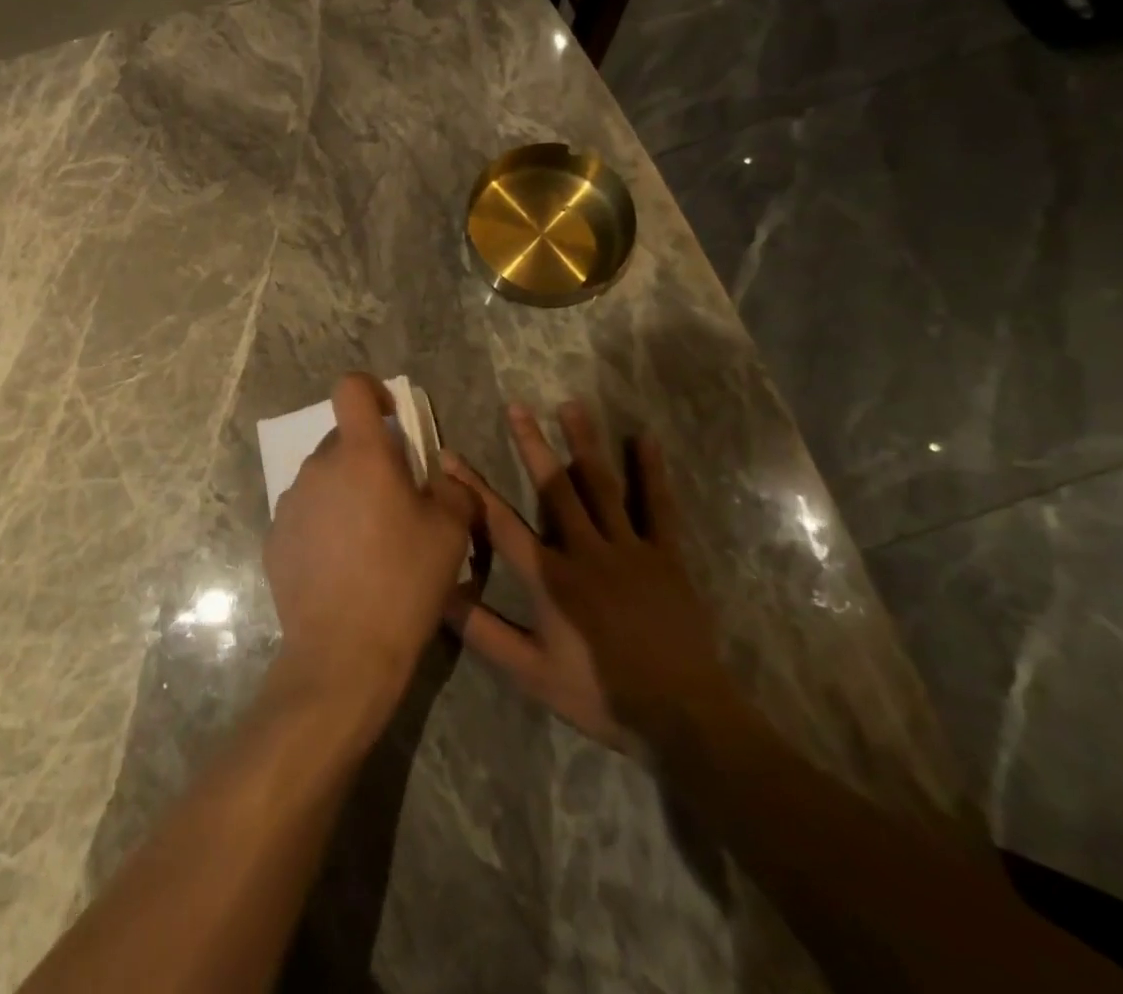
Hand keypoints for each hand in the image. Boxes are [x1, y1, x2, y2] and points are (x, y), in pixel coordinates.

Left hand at [264, 374, 476, 733]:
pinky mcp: (274, 538)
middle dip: (369, 458)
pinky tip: (341, 568)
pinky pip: (305, 515)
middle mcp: (318, 468)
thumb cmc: (403, 582)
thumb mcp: (451, 532)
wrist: (343, 653)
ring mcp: (290, 503)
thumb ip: (452, 489)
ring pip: (324, 480)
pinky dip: (324, 525)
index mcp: (361, 455)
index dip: (372, 390)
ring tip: (369, 543)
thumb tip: (440, 477)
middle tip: (395, 502)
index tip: (391, 418)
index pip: (351, 388)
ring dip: (346, 493)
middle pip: (343, 441)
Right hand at [445, 402, 732, 752]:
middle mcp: (586, 551)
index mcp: (550, 578)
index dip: (472, 486)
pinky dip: (651, 472)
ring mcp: (629, 550)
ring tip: (571, 404)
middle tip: (517, 406)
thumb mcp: (531, 672)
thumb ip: (483, 631)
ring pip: (601, 486)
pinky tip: (645, 439)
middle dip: (531, 444)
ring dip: (584, 443)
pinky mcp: (666, 556)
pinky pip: (658, 506)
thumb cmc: (601, 694)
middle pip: (553, 488)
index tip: (449, 455)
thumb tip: (439, 594)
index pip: (500, 522)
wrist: (683, 718)